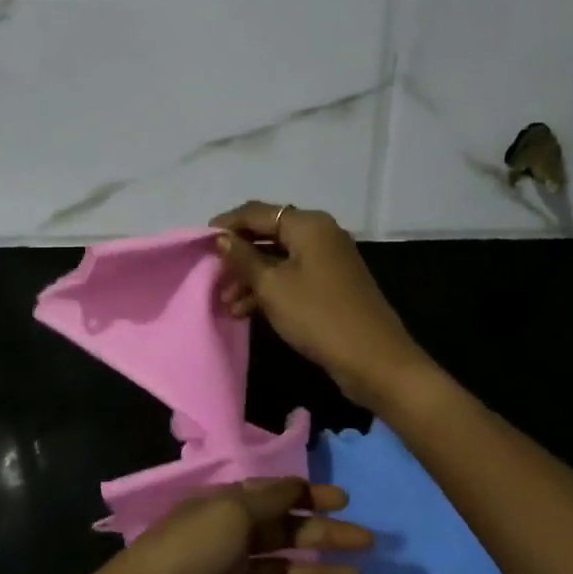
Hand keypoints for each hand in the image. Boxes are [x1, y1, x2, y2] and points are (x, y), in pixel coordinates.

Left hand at [83, 478, 370, 573]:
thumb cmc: (186, 553)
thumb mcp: (228, 513)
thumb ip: (266, 501)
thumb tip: (297, 484)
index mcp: (225, 508)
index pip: (274, 497)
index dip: (309, 496)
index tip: (345, 501)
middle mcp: (229, 542)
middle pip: (285, 536)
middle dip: (325, 536)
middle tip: (367, 543)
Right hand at [211, 201, 433, 409]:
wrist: (374, 360)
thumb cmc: (318, 316)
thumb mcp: (273, 287)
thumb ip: (243, 259)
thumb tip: (222, 238)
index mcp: (308, 225)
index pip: (257, 212)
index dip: (226, 225)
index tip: (198, 242)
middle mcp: (320, 235)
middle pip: (268, 234)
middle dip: (238, 255)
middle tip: (210, 276)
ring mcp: (327, 261)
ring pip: (278, 259)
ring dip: (250, 277)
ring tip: (224, 301)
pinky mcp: (330, 286)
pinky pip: (291, 277)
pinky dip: (269, 289)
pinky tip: (244, 311)